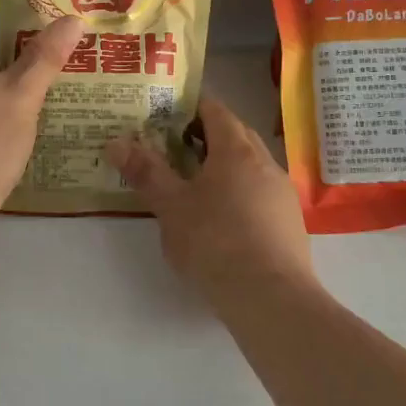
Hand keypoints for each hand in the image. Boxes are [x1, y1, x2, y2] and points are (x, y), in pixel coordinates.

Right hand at [106, 94, 313, 309]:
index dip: (190, 106)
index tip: (165, 114)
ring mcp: (282, 194)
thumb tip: (115, 142)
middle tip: (172, 146)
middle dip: (205, 135)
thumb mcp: (171, 206)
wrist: (271, 299)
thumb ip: (145, 172)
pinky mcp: (290, 223)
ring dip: (223, 166)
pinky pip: (260, 193)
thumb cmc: (215, 242)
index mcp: (236, 151)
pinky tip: (220, 218)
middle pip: (235, 135)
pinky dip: (238, 192)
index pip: (216, 110)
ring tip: (193, 183)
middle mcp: (265, 164)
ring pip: (250, 166)